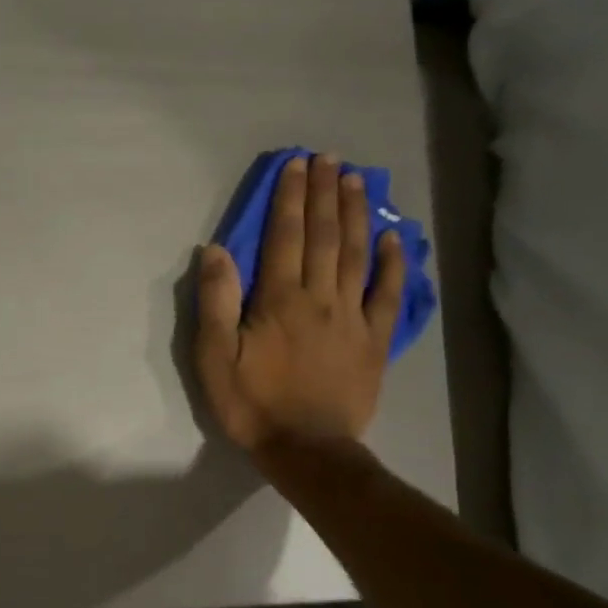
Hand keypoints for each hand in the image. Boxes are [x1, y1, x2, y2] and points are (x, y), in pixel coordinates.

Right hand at [194, 154, 405, 457]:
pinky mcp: (374, 340)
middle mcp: (321, 297)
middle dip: (326, 194)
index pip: (285, 237)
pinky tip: (392, 239)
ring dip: (356, 215)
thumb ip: (215, 302)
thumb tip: (215, 250)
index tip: (296, 166)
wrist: (306, 447)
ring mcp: (353, 317)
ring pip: (357, 255)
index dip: (291, 199)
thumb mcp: (214, 357)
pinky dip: (392, 264)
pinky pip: (387, 294)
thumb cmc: (252, 403)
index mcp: (279, 300)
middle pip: (325, 236)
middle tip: (331, 159)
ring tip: (358, 181)